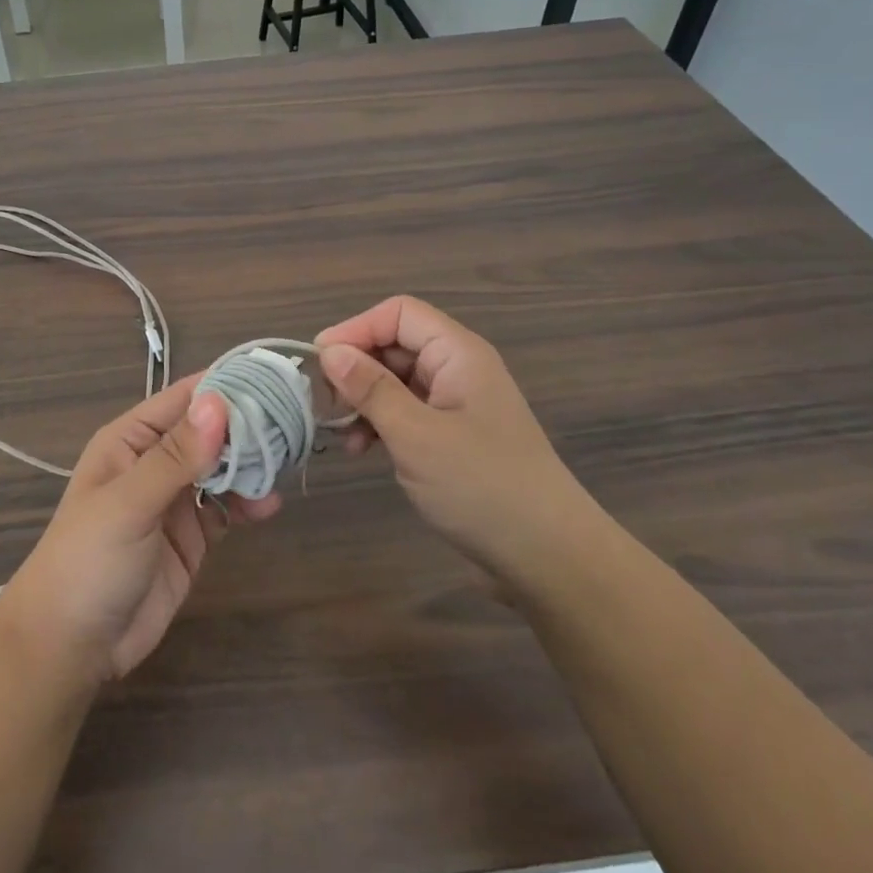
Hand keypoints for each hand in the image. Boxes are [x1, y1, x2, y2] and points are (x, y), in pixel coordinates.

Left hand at [0, 377, 280, 685]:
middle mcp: (154, 462)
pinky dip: (247, 502)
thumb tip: (218, 402)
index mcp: (130, 440)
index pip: (183, 399)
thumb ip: (176, 456)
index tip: (272, 379)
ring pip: (221, 468)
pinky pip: (225, 508)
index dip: (225, 387)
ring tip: (286, 462)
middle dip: (246, 426)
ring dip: (250, 464)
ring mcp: (174, 500)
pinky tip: (268, 504)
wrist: (71, 646)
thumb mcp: (129, 503)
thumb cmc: (88, 559)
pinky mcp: (191, 538)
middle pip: (208, 432)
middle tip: (293, 422)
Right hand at [316, 296, 601, 595]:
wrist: (550, 558)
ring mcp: (456, 403)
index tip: (321, 362)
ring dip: (364, 400)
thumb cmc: (483, 487)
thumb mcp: (416, 435)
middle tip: (327, 404)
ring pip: (396, 380)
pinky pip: (406, 411)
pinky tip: (363, 451)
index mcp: (458, 354)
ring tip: (342, 435)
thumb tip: (329, 351)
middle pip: (395, 344)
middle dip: (356, 368)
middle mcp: (458, 369)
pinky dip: (380, 423)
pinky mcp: (453, 436)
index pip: (398, 313)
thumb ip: (371, 389)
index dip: (357, 328)